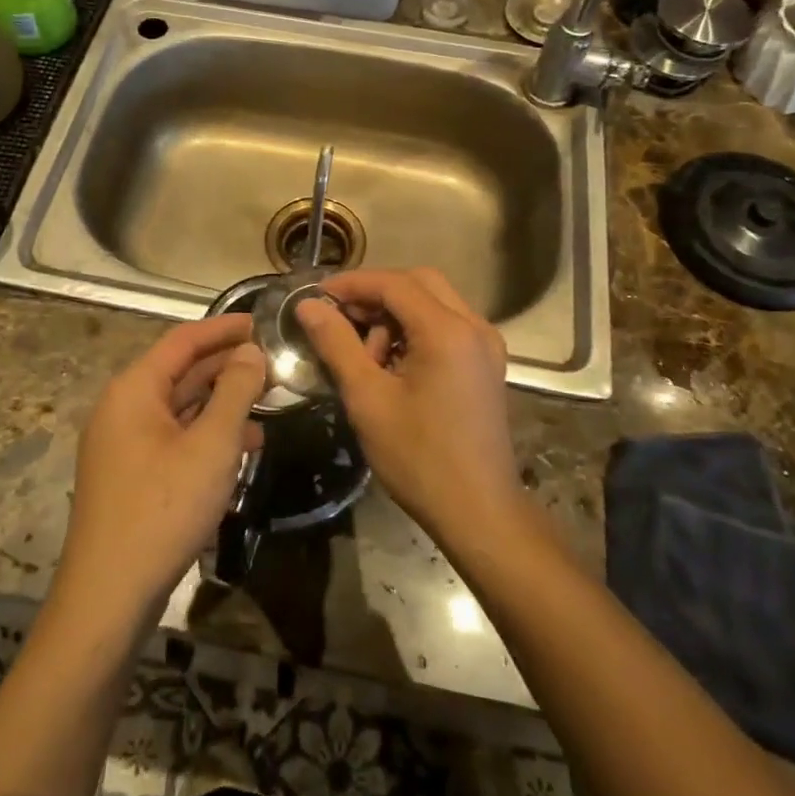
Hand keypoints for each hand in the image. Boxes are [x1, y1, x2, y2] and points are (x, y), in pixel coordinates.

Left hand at [58, 315, 266, 619]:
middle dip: (227, 367)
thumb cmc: (164, 508)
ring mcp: (123, 444)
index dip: (224, 328)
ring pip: (179, 408)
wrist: (109, 596)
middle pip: (180, 372)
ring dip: (221, 403)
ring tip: (267, 404)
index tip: (262, 322)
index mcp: (134, 390)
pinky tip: (241, 448)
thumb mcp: (212, 446)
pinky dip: (206, 435)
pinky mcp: (130, 475)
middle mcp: (122, 408)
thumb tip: (251, 352)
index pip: (183, 340)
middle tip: (273, 363)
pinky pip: (173, 438)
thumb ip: (235, 391)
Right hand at [297, 268, 518, 541]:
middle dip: (376, 294)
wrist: (479, 512)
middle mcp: (474, 326)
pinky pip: (447, 325)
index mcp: (448, 331)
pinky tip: (392, 364)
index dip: (352, 284)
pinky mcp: (486, 363)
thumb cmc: (418, 457)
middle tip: (341, 319)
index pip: (394, 284)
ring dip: (396, 314)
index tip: (316, 296)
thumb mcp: (368, 398)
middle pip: (419, 283)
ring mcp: (486, 344)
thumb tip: (308, 305)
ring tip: (366, 355)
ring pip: (435, 302)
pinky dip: (416, 330)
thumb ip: (337, 343)